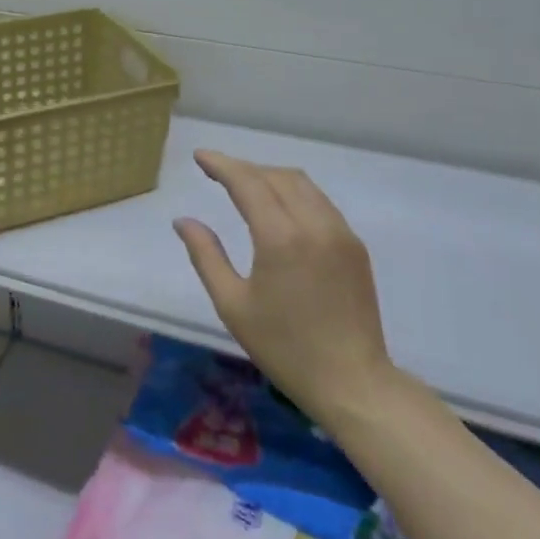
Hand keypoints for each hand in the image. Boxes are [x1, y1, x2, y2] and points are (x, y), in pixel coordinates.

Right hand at [173, 150, 396, 425]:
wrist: (352, 382)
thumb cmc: (284, 347)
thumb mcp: (232, 304)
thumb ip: (206, 255)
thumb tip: (184, 221)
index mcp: (281, 237)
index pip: (248, 182)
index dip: (222, 164)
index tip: (200, 156)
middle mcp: (314, 224)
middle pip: (276, 176)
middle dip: (244, 168)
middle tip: (216, 172)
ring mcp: (340, 233)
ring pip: (302, 184)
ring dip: (270, 176)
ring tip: (245, 185)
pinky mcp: (355, 246)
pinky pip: (320, 202)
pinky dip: (294, 193)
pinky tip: (279, 208)